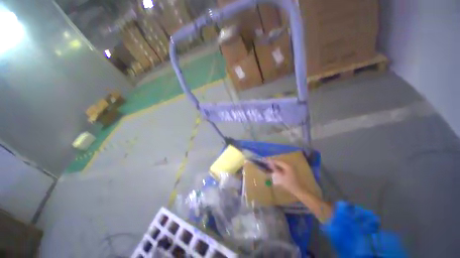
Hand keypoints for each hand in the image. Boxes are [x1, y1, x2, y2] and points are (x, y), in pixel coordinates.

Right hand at [267, 159, 300, 193]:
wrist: (299, 190)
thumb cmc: (289, 184)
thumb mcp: (280, 177)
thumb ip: (275, 169)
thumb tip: (269, 164)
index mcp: (287, 165)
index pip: (278, 161)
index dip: (271, 161)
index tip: (266, 162)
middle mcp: (289, 165)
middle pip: (280, 162)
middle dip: (274, 163)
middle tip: (268, 165)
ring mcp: (291, 167)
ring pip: (282, 165)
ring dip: (276, 166)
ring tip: (271, 168)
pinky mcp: (292, 171)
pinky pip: (284, 167)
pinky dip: (280, 168)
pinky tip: (277, 171)